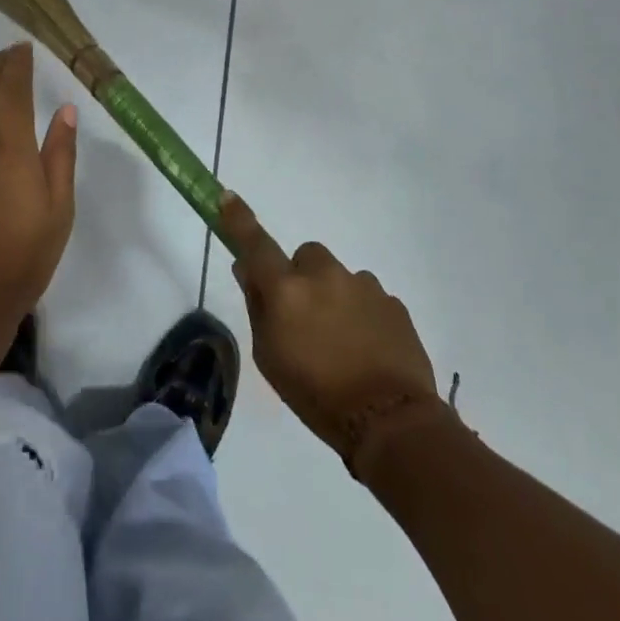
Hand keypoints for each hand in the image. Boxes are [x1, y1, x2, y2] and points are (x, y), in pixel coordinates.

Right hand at [221, 193, 443, 459]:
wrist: (391, 423)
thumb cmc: (317, 396)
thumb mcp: (270, 359)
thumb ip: (257, 307)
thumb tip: (247, 269)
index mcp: (287, 289)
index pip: (256, 244)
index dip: (239, 219)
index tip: (227, 197)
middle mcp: (324, 275)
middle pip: (306, 257)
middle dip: (302, 277)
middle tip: (306, 318)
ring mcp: (362, 284)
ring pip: (338, 277)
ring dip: (335, 297)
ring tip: (343, 344)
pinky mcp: (392, 301)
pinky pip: (368, 297)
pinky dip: (363, 314)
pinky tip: (368, 349)